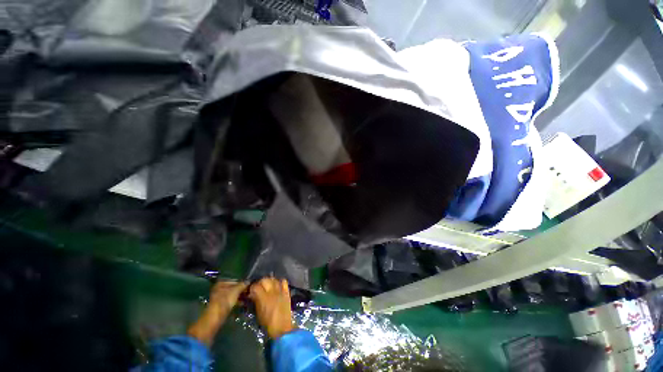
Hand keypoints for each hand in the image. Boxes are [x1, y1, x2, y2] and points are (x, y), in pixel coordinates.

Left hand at [208, 280, 248, 315]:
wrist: (216, 316)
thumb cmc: (225, 301)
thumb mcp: (236, 291)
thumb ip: (243, 285)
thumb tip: (249, 281)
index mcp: (221, 283)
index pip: (235, 281)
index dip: (242, 283)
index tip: (249, 286)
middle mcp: (219, 289)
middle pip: (233, 288)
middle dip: (241, 290)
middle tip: (249, 292)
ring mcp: (219, 298)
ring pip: (232, 295)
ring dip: (240, 296)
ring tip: (247, 298)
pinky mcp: (221, 305)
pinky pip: (230, 301)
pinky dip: (236, 302)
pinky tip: (242, 303)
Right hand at [249, 278, 294, 338]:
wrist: (282, 328)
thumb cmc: (268, 323)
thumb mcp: (258, 313)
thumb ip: (256, 301)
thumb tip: (252, 294)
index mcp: (263, 298)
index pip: (256, 286)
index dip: (252, 287)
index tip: (251, 290)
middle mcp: (272, 292)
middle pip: (265, 280)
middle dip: (260, 282)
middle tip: (259, 287)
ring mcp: (280, 291)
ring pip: (274, 279)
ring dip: (270, 281)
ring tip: (268, 285)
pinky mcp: (287, 292)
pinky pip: (284, 282)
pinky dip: (280, 282)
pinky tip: (277, 285)